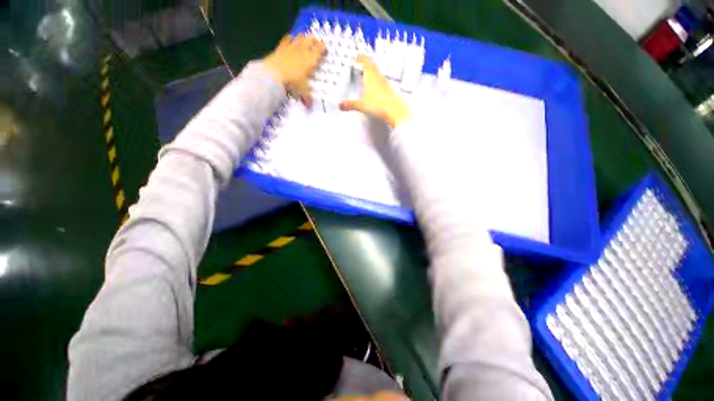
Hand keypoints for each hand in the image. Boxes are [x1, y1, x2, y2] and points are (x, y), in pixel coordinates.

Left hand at [263, 34, 324, 106]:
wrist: (274, 74)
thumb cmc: (293, 83)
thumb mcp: (302, 92)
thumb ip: (307, 98)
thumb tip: (309, 106)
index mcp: (311, 60)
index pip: (319, 50)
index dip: (323, 48)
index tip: (325, 47)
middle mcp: (302, 51)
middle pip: (310, 40)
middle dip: (314, 40)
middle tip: (316, 40)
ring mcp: (291, 48)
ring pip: (299, 38)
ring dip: (303, 38)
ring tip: (304, 38)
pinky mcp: (280, 48)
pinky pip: (286, 40)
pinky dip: (289, 39)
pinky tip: (289, 38)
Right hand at [339, 56, 411, 127]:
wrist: (396, 112)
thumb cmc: (379, 106)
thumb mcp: (363, 106)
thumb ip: (351, 105)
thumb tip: (339, 105)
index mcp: (371, 77)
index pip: (365, 63)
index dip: (360, 58)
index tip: (355, 56)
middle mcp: (378, 77)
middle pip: (372, 66)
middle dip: (365, 63)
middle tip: (359, 63)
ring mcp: (385, 83)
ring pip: (377, 72)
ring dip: (371, 71)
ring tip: (366, 73)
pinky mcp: (389, 90)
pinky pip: (381, 80)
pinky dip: (376, 79)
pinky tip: (375, 86)